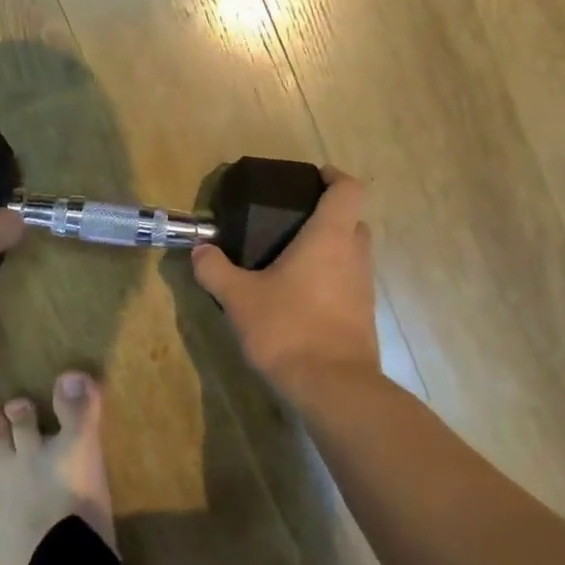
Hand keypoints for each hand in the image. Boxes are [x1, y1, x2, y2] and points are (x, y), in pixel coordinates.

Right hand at [190, 167, 381, 391]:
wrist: (333, 388)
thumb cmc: (288, 328)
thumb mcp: (238, 298)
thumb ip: (215, 270)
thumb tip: (199, 250)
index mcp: (329, 237)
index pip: (348, 189)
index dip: (333, 176)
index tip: (312, 177)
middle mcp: (354, 255)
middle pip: (351, 220)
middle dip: (326, 214)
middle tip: (290, 221)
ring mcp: (364, 287)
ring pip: (352, 253)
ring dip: (328, 248)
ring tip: (288, 258)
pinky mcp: (364, 315)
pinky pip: (349, 281)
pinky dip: (330, 278)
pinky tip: (298, 295)